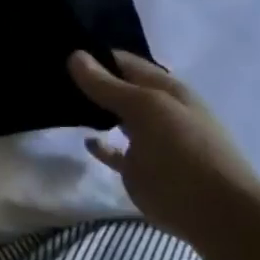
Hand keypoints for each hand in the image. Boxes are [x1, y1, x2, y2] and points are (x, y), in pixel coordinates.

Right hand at [69, 49, 259, 246]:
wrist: (212, 210)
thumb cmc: (184, 150)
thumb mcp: (146, 108)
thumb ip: (108, 85)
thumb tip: (75, 56)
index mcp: (165, 90)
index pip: (124, 62)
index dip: (95, 54)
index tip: (58, 49)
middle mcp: (156, 111)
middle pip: (117, 88)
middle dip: (88, 80)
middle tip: (47, 72)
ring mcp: (148, 140)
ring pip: (113, 117)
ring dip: (90, 109)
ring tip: (53, 99)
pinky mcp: (137, 168)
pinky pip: (112, 151)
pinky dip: (98, 144)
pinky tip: (84, 139)